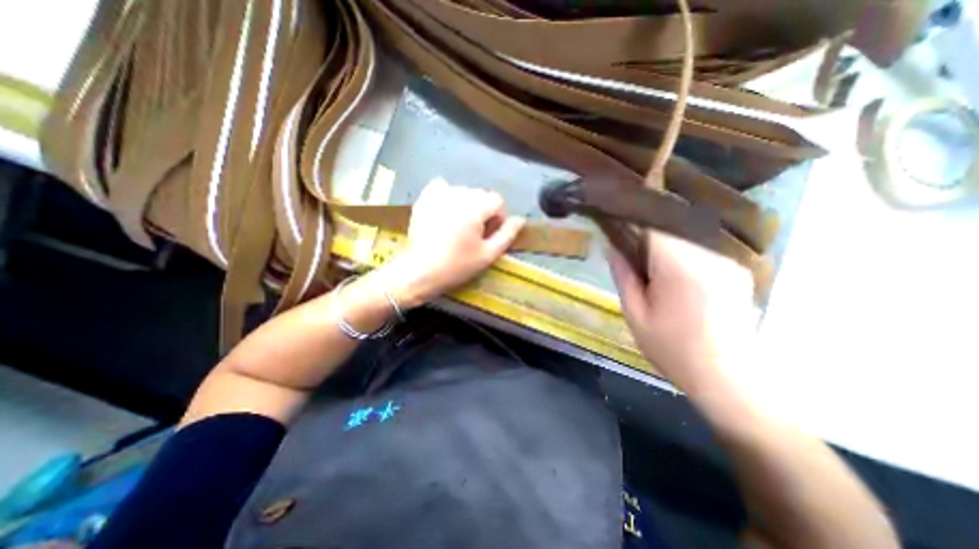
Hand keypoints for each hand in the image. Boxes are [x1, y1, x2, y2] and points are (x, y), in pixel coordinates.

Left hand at [379, 177, 523, 309]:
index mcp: (475, 208)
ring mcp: (438, 195)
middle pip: (480, 194)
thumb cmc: (457, 266)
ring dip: (467, 204)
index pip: (497, 200)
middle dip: (483, 210)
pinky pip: (441, 186)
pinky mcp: (424, 199)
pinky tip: (446, 209)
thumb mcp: (488, 254)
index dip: (499, 217)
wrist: (420, 271)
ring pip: (463, 190)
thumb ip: (507, 235)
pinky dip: (447, 194)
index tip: (491, 233)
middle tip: (476, 232)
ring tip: (460, 224)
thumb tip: (520, 220)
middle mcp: (457, 195)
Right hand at [610, 230, 759, 394]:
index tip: (618, 227)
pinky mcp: (737, 267)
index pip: (654, 222)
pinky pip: (703, 245)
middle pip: (672, 223)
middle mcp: (709, 254)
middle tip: (632, 251)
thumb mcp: (635, 314)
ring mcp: (728, 259)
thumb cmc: (673, 348)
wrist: (728, 378)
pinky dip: (684, 249)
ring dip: (666, 240)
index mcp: (679, 265)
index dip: (633, 218)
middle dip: (648, 231)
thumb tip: (611, 245)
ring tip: (653, 263)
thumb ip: (623, 274)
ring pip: (688, 232)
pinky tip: (676, 272)